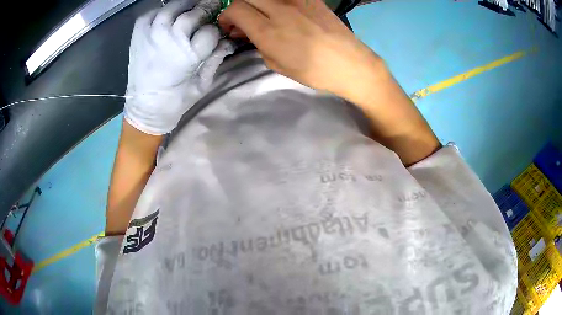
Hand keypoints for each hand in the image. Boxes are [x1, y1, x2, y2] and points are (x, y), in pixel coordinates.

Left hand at [125, 0, 234, 134]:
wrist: (144, 109)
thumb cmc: (175, 101)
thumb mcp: (202, 84)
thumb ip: (216, 59)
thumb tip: (228, 41)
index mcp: (187, 56)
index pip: (210, 31)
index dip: (216, 30)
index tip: (218, 32)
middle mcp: (169, 40)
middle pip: (193, 14)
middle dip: (206, 9)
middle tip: (212, 7)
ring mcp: (151, 35)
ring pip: (173, 7)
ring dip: (186, 4)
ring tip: (192, 6)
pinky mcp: (138, 36)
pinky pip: (151, 13)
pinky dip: (161, 10)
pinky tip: (167, 15)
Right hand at [220, 0, 438, 164]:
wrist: (351, 63)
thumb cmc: (314, 71)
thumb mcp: (277, 64)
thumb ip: (257, 43)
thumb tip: (246, 30)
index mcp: (268, 30)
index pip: (235, 9)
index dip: (226, 17)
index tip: (230, 27)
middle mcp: (280, 9)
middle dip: (238, 7)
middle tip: (242, 21)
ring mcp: (297, 0)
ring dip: (256, 4)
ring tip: (261, 17)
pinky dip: (275, 2)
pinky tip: (281, 13)